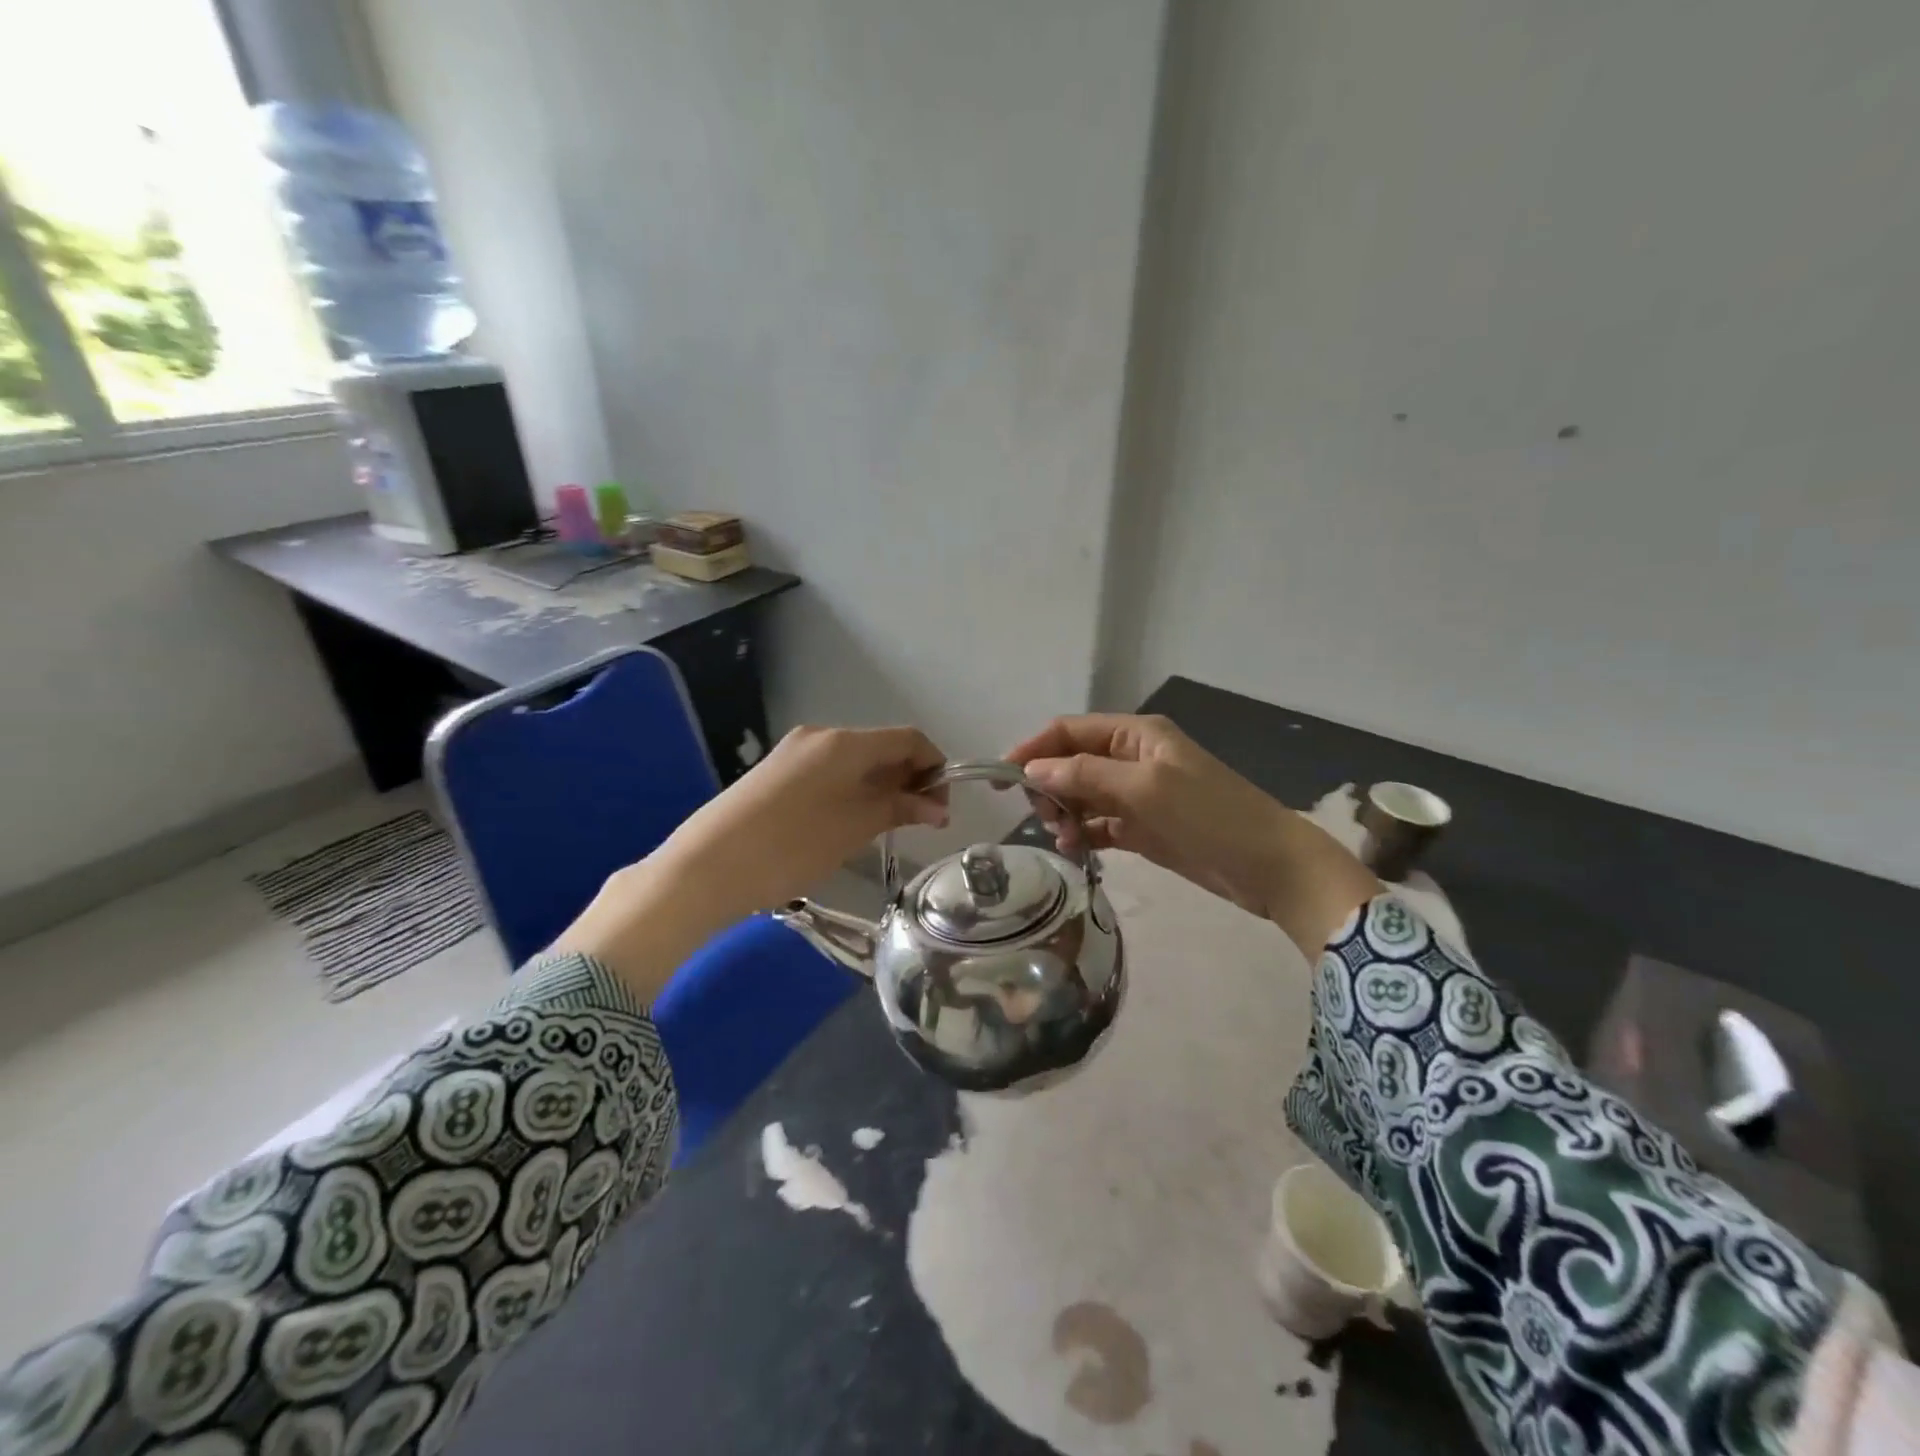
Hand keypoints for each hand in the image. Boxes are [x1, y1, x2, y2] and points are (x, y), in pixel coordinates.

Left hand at [553, 726, 946, 996]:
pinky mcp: (775, 772)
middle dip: (908, 778)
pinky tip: (850, 821)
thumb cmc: (791, 846)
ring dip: (880, 786)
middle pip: (880, 747)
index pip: (908, 739)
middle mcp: (820, 735)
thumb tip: (937, 807)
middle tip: (920, 822)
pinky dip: (852, 790)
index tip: (942, 806)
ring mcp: (794, 752)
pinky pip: (829, 771)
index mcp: (844, 742)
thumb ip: (899, 809)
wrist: (706, 867)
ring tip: (887, 826)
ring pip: (854, 761)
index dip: (934, 766)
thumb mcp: (853, 829)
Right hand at [1008, 714, 1376, 955]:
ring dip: (1066, 813)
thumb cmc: (1209, 816)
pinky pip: (1100, 824)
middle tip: (1044, 817)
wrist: (1269, 866)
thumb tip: (1032, 770)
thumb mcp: (1146, 789)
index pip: (1070, 731)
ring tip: (1065, 840)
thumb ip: (1086, 776)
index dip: (1034, 749)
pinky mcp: (1143, 827)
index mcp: (1136, 735)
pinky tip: (1077, 849)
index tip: (1003, 778)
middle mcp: (1132, 758)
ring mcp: (1138, 794)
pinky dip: (1084, 833)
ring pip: (1083, 796)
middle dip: (1050, 786)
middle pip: (1072, 763)